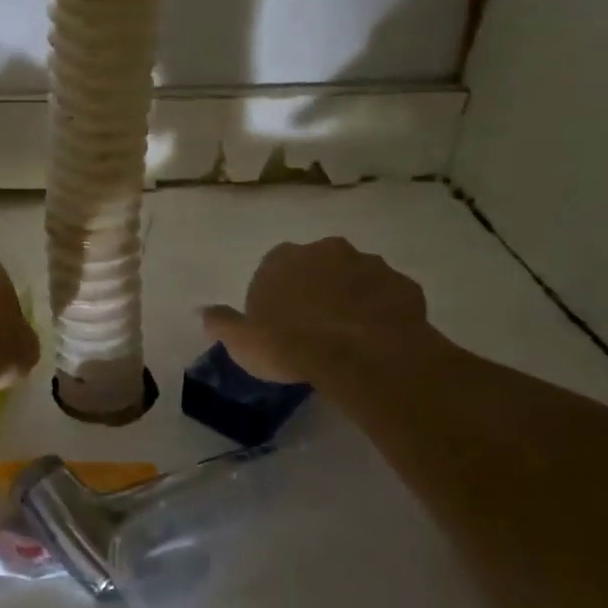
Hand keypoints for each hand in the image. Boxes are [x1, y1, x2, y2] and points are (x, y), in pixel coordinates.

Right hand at [202, 237, 433, 383]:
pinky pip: (389, 296)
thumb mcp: (241, 342)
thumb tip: (204, 312)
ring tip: (350, 336)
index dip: (277, 295)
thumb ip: (222, 323)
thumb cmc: (290, 345)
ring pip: (356, 278)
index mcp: (283, 259)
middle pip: (318, 266)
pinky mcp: (403, 285)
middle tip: (315, 327)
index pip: (274, 268)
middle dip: (317, 289)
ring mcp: (369, 265)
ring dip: (352, 297)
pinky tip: (378, 338)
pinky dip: (383, 311)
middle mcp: (326, 251)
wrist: (360, 355)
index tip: (279, 323)